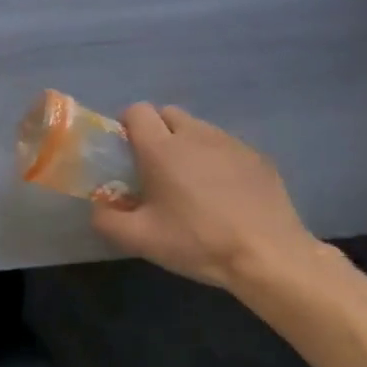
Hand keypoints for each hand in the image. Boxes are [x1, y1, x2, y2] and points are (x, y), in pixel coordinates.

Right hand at [91, 105, 322, 291]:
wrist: (269, 256)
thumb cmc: (198, 242)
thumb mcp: (140, 240)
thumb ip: (106, 219)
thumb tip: (97, 207)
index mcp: (162, 148)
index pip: (137, 111)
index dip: (127, 126)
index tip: (127, 152)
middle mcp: (195, 134)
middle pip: (167, 113)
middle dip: (156, 131)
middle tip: (155, 167)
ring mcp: (230, 143)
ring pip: (198, 128)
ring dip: (187, 144)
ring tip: (191, 182)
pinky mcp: (257, 156)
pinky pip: (225, 146)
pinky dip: (216, 159)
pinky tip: (223, 193)